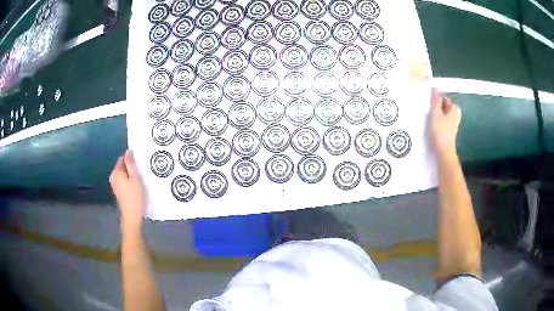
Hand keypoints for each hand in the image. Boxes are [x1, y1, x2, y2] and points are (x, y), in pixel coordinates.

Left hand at [110, 150, 144, 229]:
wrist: (132, 216)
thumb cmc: (135, 196)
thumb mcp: (135, 178)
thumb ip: (131, 164)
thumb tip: (128, 151)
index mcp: (116, 172)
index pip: (122, 158)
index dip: (131, 159)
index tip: (140, 163)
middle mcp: (113, 176)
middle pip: (122, 166)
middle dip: (131, 166)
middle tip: (142, 171)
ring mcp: (115, 185)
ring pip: (124, 174)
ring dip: (131, 174)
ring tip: (141, 178)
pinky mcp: (119, 191)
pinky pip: (124, 180)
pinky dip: (129, 180)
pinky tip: (137, 186)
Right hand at [429, 88, 460, 159]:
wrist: (443, 153)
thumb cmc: (440, 132)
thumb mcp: (436, 113)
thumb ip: (436, 100)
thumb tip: (436, 87)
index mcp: (454, 109)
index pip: (444, 98)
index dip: (435, 99)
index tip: (428, 103)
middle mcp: (455, 116)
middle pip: (443, 106)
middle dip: (435, 107)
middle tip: (426, 110)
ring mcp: (452, 124)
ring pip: (442, 115)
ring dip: (434, 115)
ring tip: (426, 118)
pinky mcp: (448, 132)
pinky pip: (441, 122)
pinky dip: (436, 122)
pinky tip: (430, 126)